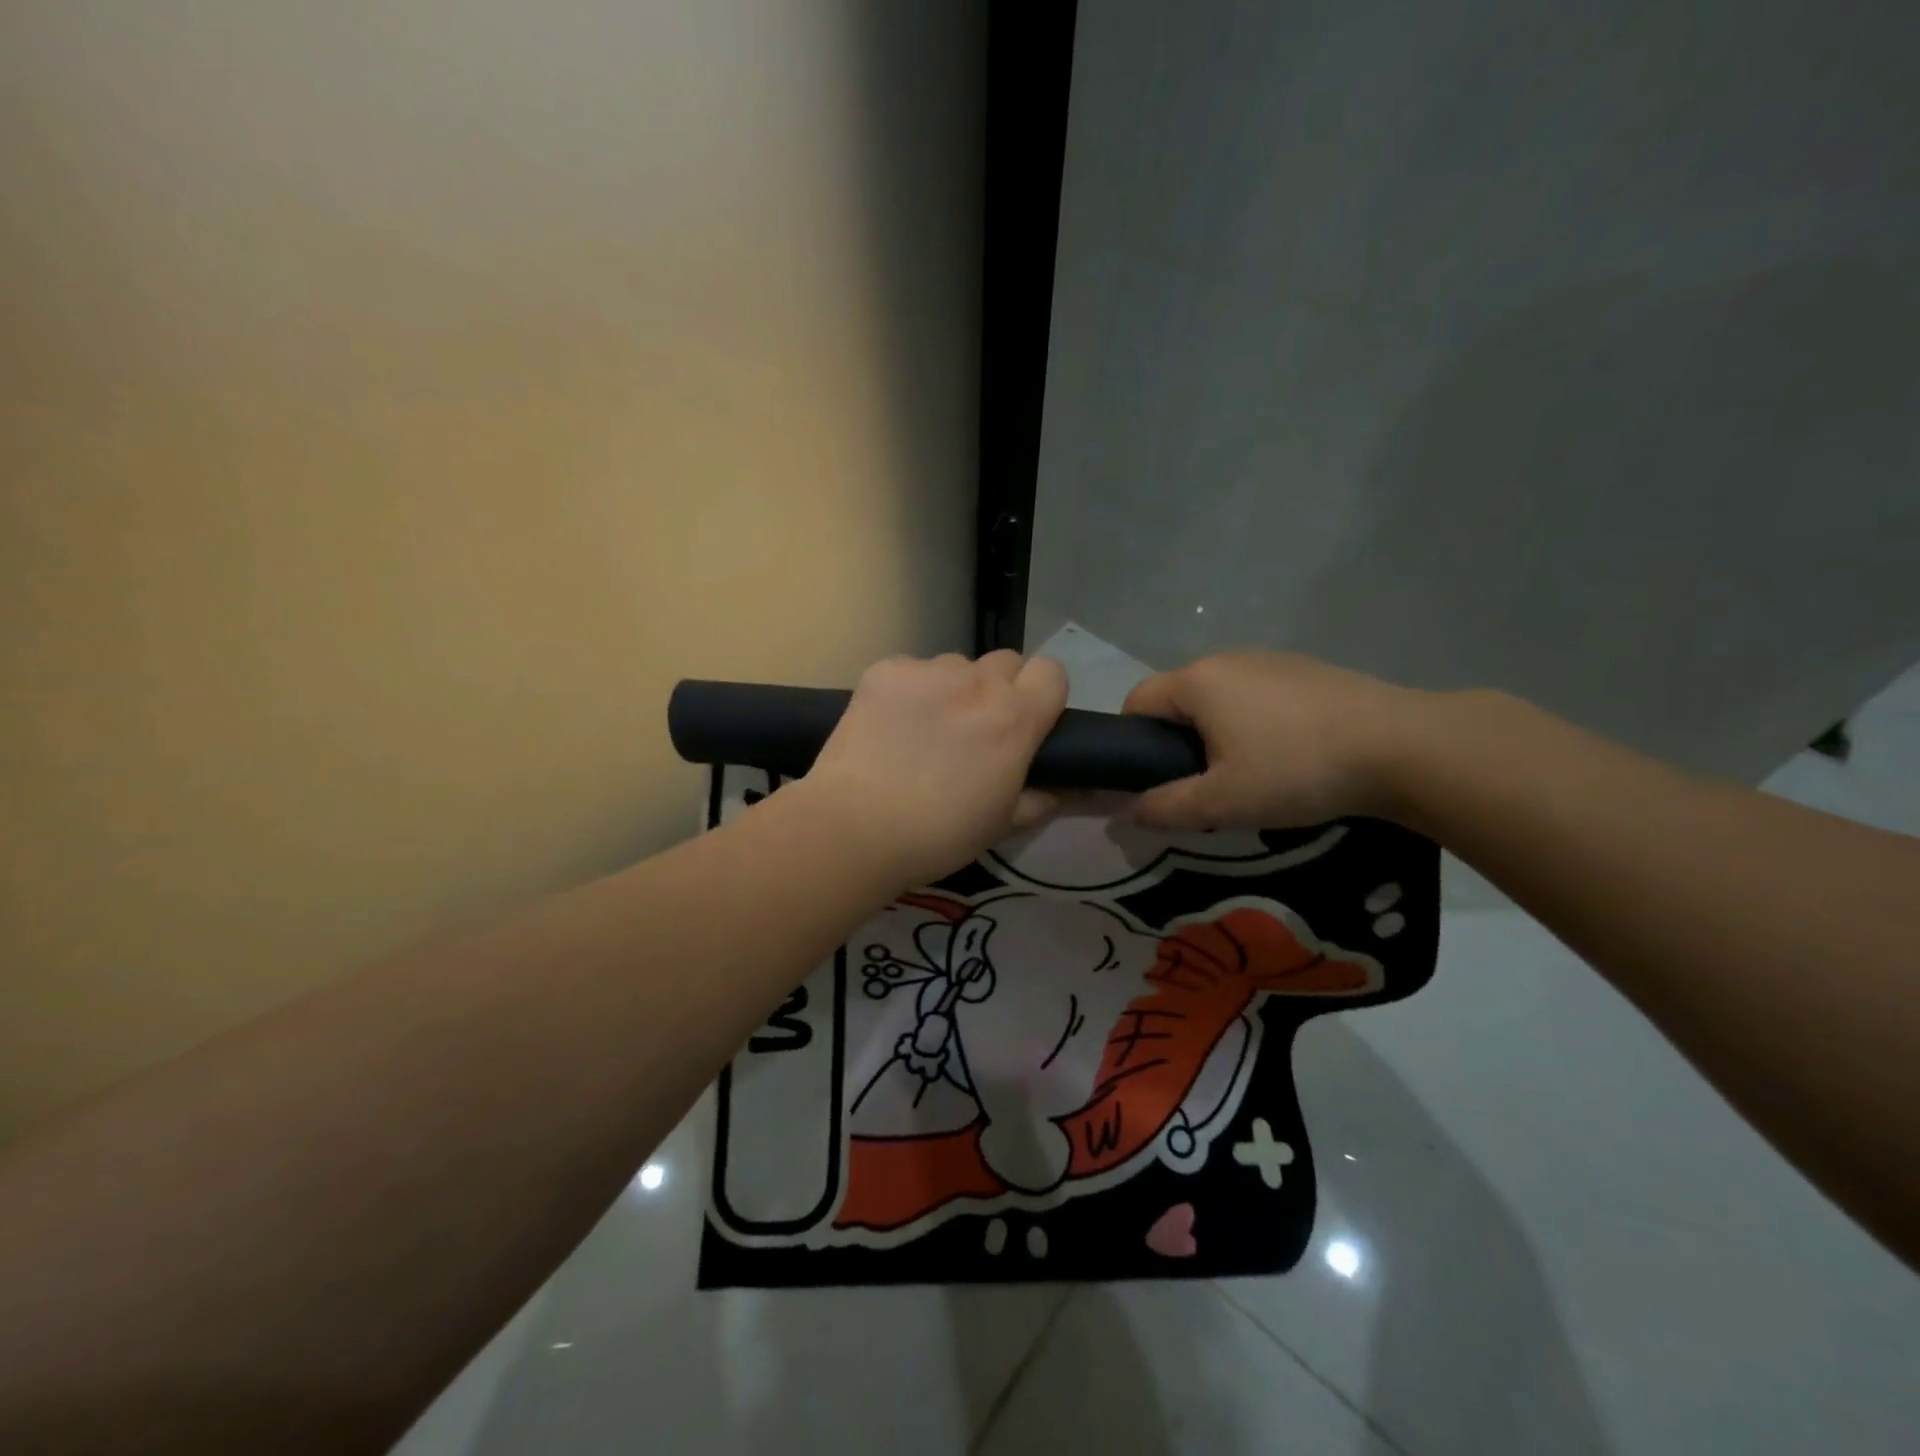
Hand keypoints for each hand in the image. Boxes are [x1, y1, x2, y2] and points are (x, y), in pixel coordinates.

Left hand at [801, 651, 1068, 886]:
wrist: (856, 827)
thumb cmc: (939, 835)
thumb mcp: (1002, 824)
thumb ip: (1040, 798)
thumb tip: (1064, 788)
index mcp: (1015, 717)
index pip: (1051, 672)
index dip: (1042, 694)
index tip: (1028, 721)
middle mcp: (977, 682)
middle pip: (1005, 662)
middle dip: (999, 688)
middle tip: (976, 728)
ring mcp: (927, 671)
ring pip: (955, 666)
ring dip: (952, 690)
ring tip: (924, 730)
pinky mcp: (885, 670)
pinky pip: (910, 670)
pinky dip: (908, 691)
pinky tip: (889, 726)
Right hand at [1122, 650, 1426, 829]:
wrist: (1403, 747)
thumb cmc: (1296, 770)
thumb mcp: (1223, 802)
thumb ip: (1166, 807)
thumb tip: (1130, 810)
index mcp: (1197, 681)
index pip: (1136, 702)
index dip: (1132, 743)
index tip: (1155, 781)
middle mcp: (1227, 658)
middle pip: (1179, 700)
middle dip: (1179, 743)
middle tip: (1206, 788)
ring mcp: (1272, 659)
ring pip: (1222, 699)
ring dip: (1220, 734)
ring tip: (1253, 775)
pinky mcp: (1309, 670)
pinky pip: (1260, 696)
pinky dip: (1258, 724)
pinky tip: (1292, 756)